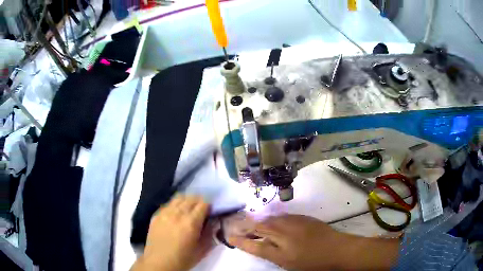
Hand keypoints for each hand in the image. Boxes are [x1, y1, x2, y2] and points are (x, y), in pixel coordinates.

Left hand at [132, 195, 213, 270]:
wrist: (159, 262)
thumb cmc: (183, 259)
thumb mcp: (202, 250)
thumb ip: (210, 233)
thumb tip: (214, 221)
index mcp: (191, 223)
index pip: (203, 204)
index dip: (209, 206)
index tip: (211, 211)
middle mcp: (177, 213)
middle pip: (191, 198)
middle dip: (199, 201)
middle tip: (202, 209)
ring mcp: (165, 213)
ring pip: (179, 198)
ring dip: (187, 200)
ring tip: (189, 208)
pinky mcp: (156, 215)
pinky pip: (168, 203)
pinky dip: (176, 204)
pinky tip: (176, 212)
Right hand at [228, 214, 399, 270]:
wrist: (338, 250)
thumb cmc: (315, 264)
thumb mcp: (291, 265)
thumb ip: (275, 254)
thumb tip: (263, 245)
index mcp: (281, 253)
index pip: (255, 245)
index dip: (241, 241)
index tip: (229, 237)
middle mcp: (285, 236)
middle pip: (261, 228)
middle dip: (247, 227)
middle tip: (236, 225)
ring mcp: (295, 225)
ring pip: (271, 220)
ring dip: (259, 221)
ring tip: (250, 221)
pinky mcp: (303, 218)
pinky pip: (283, 216)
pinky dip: (274, 218)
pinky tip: (272, 219)